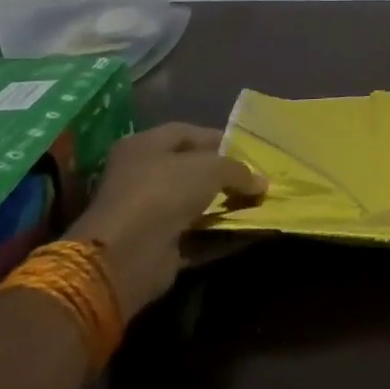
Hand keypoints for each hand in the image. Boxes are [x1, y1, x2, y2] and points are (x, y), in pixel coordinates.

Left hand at [69, 123, 264, 318]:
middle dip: (225, 176)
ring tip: (256, 204)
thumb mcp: (211, 168)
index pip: (187, 133)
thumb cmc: (165, 192)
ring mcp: (147, 212)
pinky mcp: (156, 244)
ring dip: (223, 205)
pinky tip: (245, 231)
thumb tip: (261, 183)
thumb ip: (239, 170)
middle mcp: (141, 175)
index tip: (251, 151)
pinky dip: (218, 234)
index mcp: (144, 146)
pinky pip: (195, 234)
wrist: (128, 254)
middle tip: (256, 179)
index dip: (220, 139)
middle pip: (191, 170)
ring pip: (194, 203)